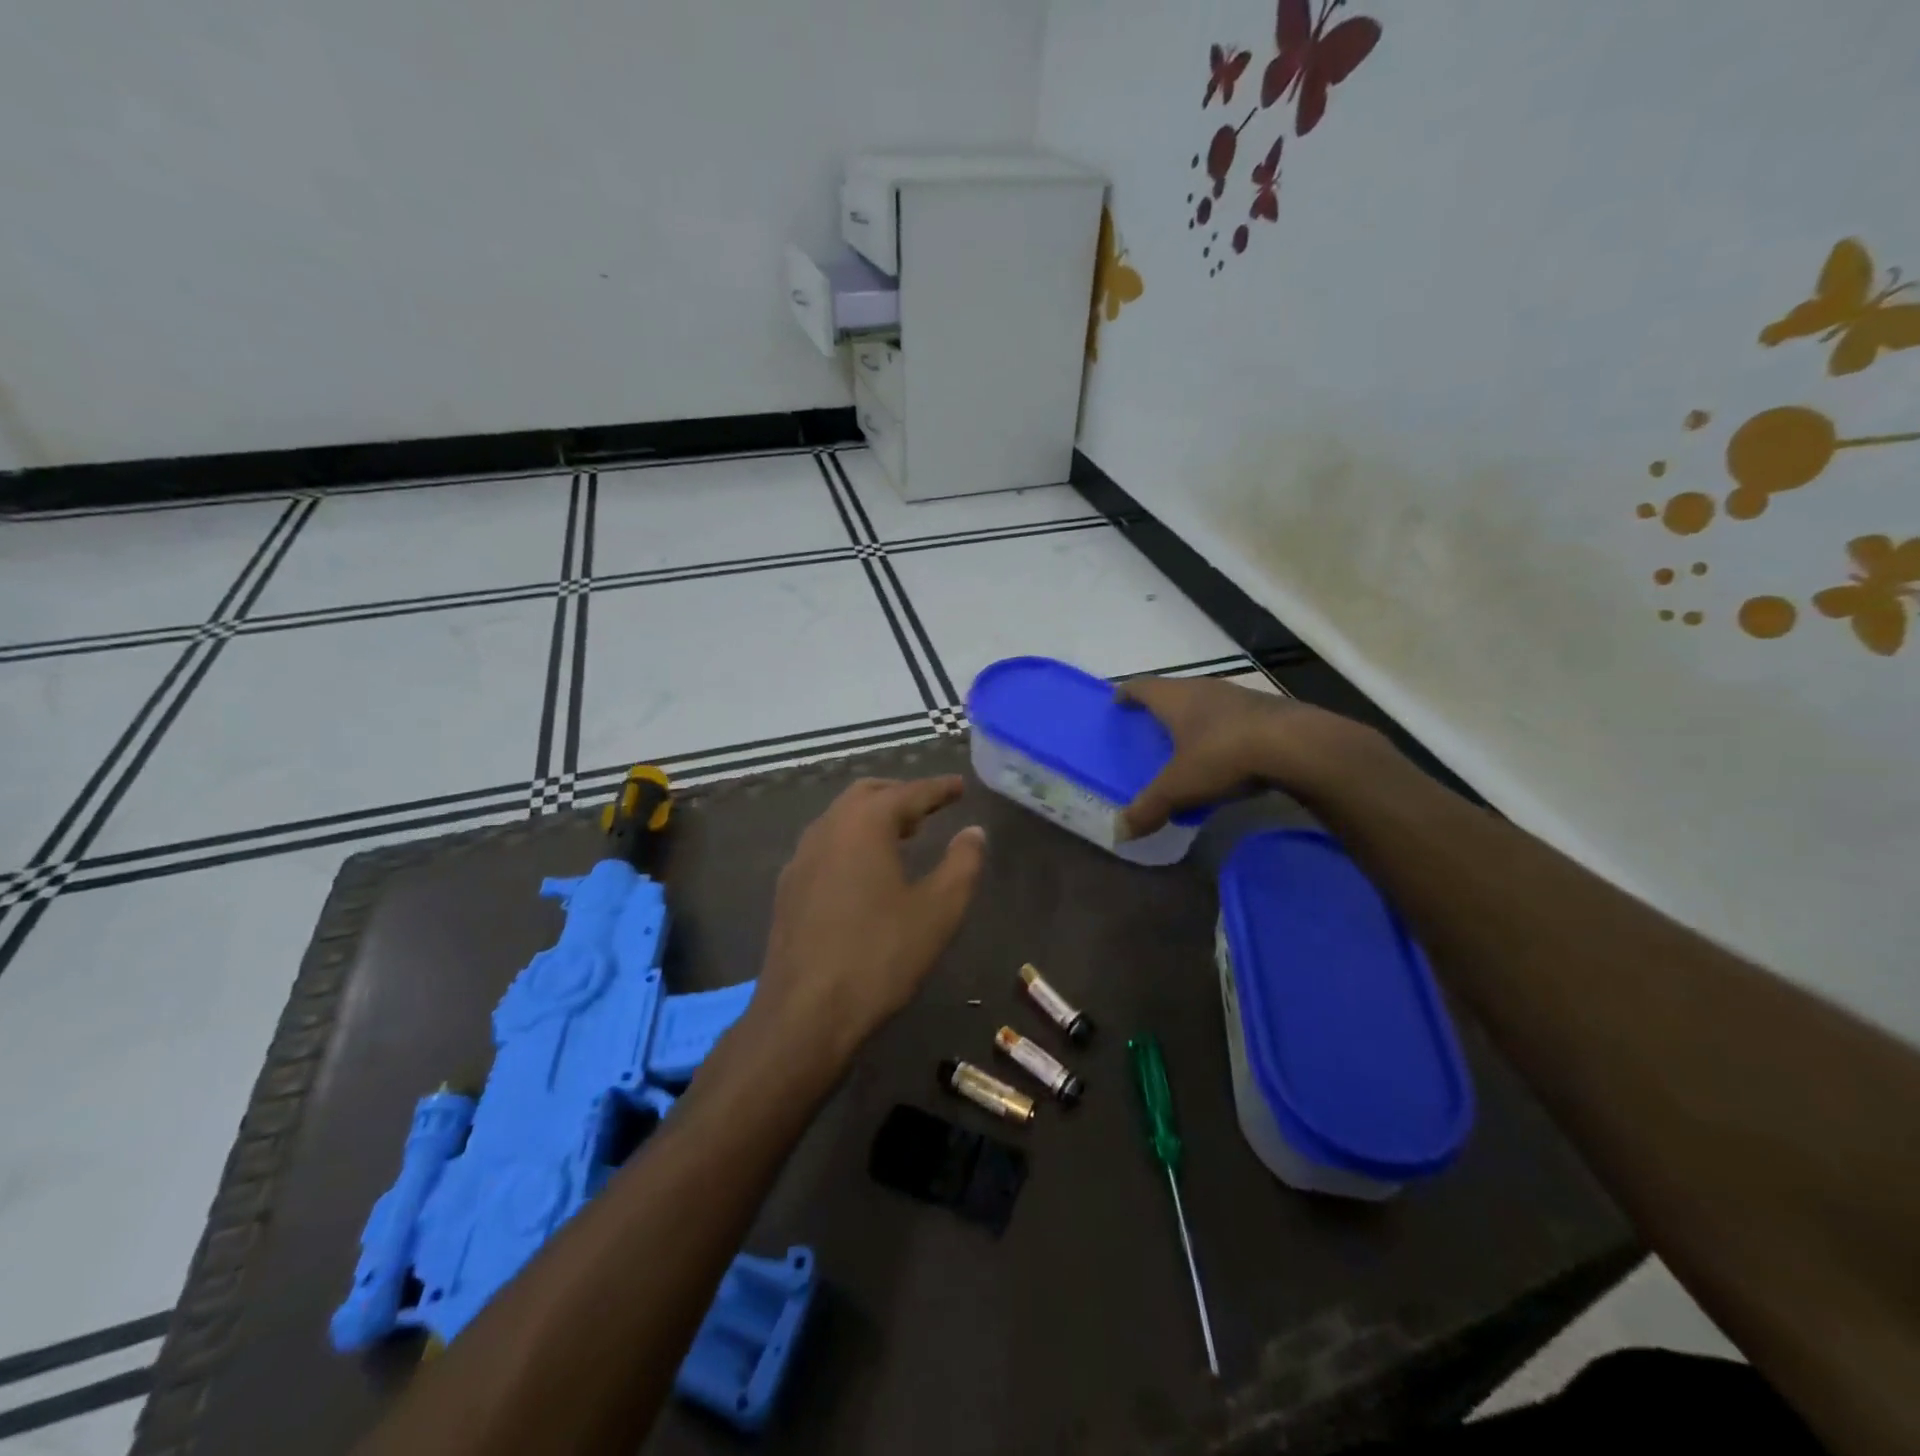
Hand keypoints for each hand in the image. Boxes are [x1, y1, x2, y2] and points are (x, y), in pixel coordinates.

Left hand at [751, 776, 985, 1070]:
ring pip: (841, 819)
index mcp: (863, 825)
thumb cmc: (879, 956)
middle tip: (930, 807)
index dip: (938, 789)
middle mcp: (827, 829)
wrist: (803, 1013)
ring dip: (873, 817)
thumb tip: (974, 831)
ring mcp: (801, 858)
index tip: (959, 786)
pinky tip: (865, 870)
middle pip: (867, 795)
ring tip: (903, 834)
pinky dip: (852, 841)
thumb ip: (961, 864)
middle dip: (901, 795)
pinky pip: (826, 845)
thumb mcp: (937, 911)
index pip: (908, 793)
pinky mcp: (788, 887)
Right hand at [1118, 677, 1381, 836]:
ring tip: (1187, 741)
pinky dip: (1223, 732)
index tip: (1117, 702)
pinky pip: (1234, 718)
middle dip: (1161, 707)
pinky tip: (1227, 754)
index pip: (1142, 686)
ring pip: (1207, 702)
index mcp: (1176, 698)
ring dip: (1195, 718)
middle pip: (1175, 691)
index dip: (1127, 693)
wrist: (1298, 745)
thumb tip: (1119, 833)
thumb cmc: (1223, 755)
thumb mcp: (1179, 787)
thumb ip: (1149, 808)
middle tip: (1149, 726)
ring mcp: (1240, 696)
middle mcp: (1205, 688)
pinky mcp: (1269, 711)